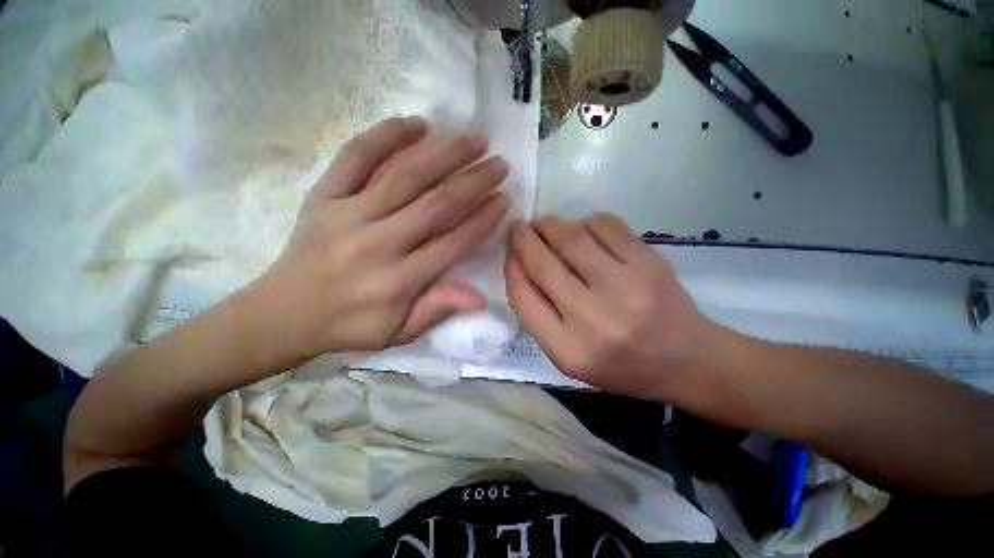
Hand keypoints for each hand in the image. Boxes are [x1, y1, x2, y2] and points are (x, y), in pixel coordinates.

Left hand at [245, 117, 509, 359]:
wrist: (284, 313)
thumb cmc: (351, 325)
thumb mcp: (400, 331)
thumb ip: (438, 309)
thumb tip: (481, 298)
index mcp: (400, 281)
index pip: (453, 242)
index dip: (483, 219)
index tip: (504, 199)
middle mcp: (379, 243)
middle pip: (437, 203)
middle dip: (474, 180)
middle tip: (499, 163)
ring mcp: (348, 214)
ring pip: (405, 175)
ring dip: (444, 153)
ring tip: (472, 139)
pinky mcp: (323, 195)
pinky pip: (356, 156)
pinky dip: (387, 135)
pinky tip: (417, 124)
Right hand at [505, 214, 727, 399]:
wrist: (685, 360)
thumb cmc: (619, 364)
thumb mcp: (568, 356)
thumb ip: (538, 315)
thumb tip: (519, 264)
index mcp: (568, 350)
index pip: (522, 297)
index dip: (510, 266)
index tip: (509, 252)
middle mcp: (593, 318)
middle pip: (542, 263)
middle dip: (523, 238)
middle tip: (519, 228)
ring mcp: (625, 286)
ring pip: (571, 237)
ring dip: (550, 225)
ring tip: (545, 225)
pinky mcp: (649, 262)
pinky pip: (605, 225)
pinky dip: (585, 222)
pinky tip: (583, 230)